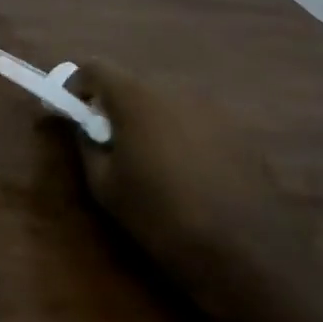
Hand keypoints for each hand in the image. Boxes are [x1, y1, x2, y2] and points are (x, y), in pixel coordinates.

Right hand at [68, 61, 303, 287]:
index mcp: (138, 98)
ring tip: (151, 161)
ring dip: (151, 120)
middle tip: (109, 140)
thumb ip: (88, 146)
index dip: (79, 84)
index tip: (73, 110)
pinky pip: (196, 122)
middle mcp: (177, 91)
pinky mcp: (242, 132)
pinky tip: (188, 174)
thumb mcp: (105, 186)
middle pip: (134, 83)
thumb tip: (86, 128)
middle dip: (116, 105)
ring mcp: (214, 109)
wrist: (249, 254)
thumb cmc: (162, 217)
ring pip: (167, 102)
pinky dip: (182, 135)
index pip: (96, 67)